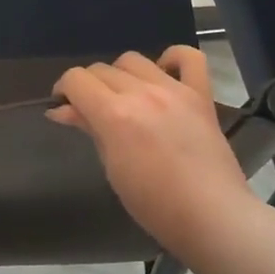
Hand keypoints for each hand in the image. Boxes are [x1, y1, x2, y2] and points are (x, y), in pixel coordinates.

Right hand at [49, 47, 256, 255]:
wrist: (212, 216)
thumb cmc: (154, 204)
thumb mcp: (111, 168)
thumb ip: (90, 129)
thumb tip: (62, 110)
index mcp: (115, 115)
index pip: (76, 80)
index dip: (64, 89)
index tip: (63, 107)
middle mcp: (142, 93)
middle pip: (101, 69)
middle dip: (88, 86)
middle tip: (91, 111)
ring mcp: (174, 90)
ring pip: (133, 60)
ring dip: (120, 75)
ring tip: (124, 98)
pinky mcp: (200, 95)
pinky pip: (189, 57)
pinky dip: (172, 59)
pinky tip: (162, 76)